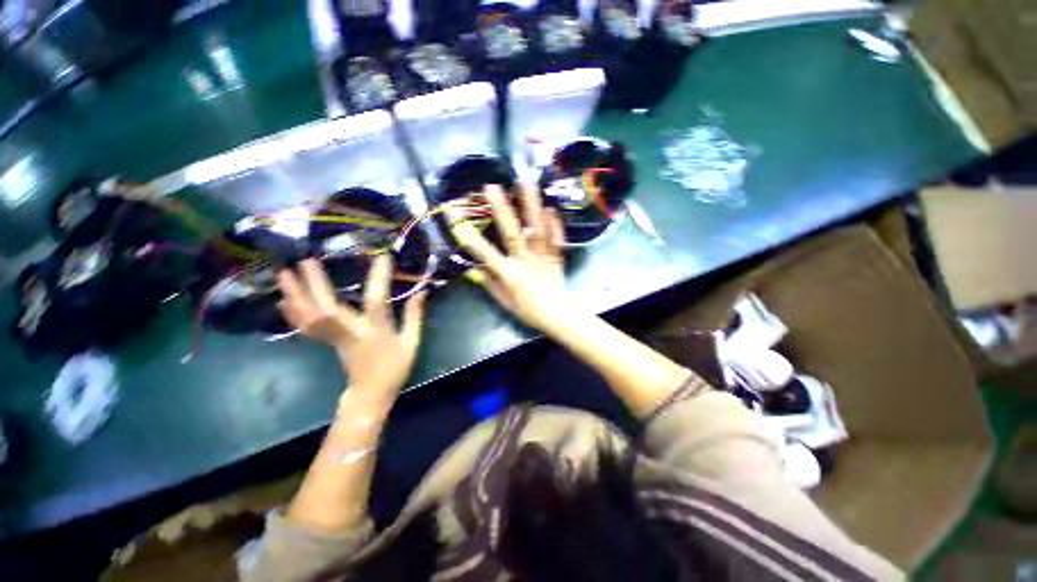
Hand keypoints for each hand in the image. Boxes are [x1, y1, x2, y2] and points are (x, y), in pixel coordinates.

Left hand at [277, 256, 425, 403]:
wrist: (371, 393)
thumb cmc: (395, 367)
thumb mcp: (411, 342)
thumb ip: (414, 315)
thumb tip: (422, 291)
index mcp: (376, 332)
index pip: (376, 301)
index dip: (379, 278)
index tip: (383, 257)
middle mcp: (351, 332)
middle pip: (328, 308)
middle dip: (316, 284)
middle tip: (306, 260)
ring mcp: (334, 338)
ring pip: (309, 317)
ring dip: (295, 295)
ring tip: (284, 273)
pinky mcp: (327, 342)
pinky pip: (305, 327)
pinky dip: (292, 313)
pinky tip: (284, 299)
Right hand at [455, 184, 580, 334]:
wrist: (557, 315)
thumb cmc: (527, 310)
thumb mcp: (504, 300)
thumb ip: (489, 282)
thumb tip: (472, 267)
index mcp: (511, 275)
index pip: (488, 255)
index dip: (472, 239)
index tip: (458, 222)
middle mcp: (526, 262)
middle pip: (514, 234)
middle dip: (502, 210)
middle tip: (492, 187)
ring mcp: (544, 257)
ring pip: (538, 230)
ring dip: (531, 206)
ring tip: (525, 184)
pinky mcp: (557, 256)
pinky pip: (557, 238)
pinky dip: (555, 223)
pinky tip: (550, 207)